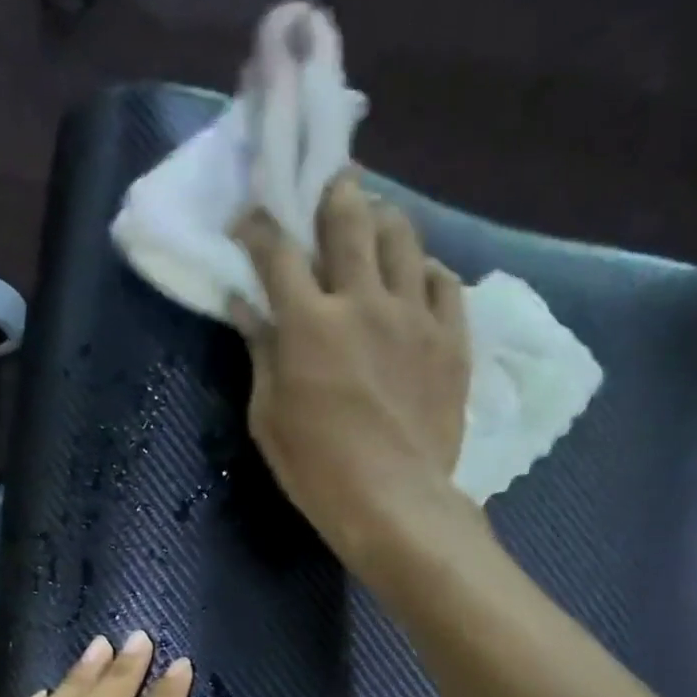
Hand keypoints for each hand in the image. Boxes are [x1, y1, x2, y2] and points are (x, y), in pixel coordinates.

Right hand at [230, 173, 471, 568]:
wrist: (394, 502)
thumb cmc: (317, 470)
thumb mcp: (269, 419)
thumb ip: (260, 355)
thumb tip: (245, 308)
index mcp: (308, 323)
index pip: (277, 251)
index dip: (259, 228)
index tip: (251, 223)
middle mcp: (362, 300)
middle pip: (348, 218)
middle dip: (332, 195)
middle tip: (328, 193)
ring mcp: (414, 316)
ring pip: (403, 237)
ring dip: (383, 222)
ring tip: (375, 228)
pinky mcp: (452, 339)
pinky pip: (445, 282)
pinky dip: (426, 272)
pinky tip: (416, 280)